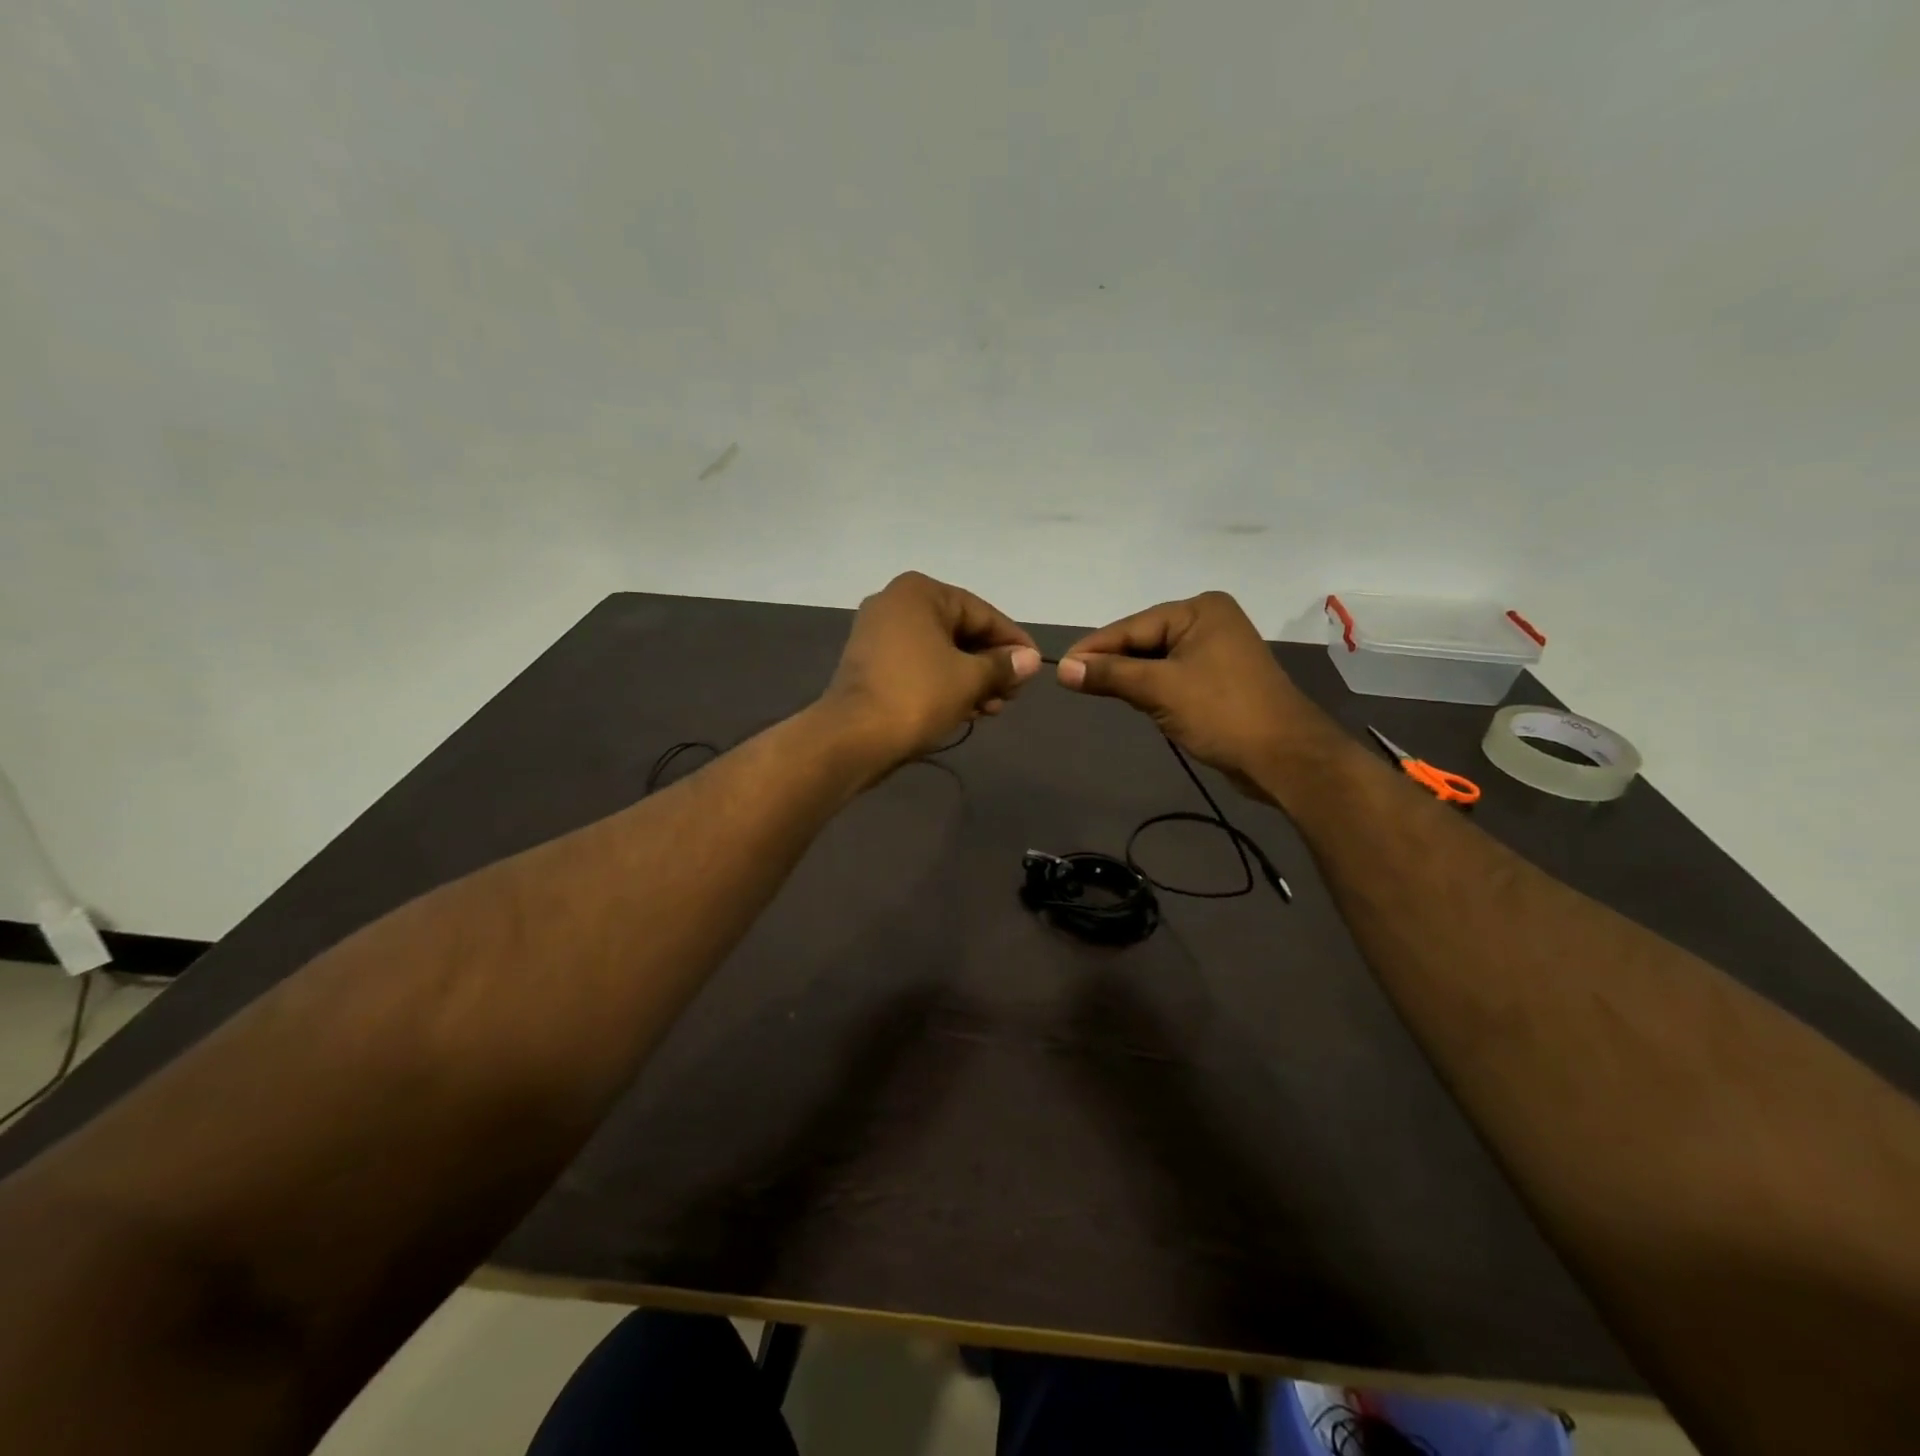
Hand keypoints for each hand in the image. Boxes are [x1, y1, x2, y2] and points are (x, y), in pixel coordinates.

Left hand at [822, 572, 1041, 766]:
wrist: (853, 738)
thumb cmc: (917, 696)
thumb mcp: (970, 678)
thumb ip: (1003, 665)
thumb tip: (1030, 660)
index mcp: (920, 593)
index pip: (982, 613)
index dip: (1013, 641)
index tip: (1034, 667)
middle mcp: (895, 603)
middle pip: (960, 631)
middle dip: (990, 665)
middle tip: (1013, 695)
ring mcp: (878, 634)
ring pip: (940, 652)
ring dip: (971, 679)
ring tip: (993, 709)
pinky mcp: (870, 664)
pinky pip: (919, 666)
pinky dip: (944, 684)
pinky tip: (967, 710)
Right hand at [1056, 592, 1324, 785]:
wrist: (1284, 757)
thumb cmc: (1222, 713)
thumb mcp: (1159, 689)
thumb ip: (1110, 675)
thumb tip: (1063, 669)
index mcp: (1199, 610)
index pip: (1132, 626)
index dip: (1094, 649)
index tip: (1059, 668)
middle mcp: (1209, 621)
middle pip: (1144, 640)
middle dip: (1112, 663)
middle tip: (1073, 683)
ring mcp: (1216, 651)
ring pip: (1156, 660)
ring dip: (1131, 678)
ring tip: (1096, 692)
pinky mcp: (1219, 679)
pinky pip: (1173, 676)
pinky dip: (1151, 688)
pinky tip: (1134, 701)